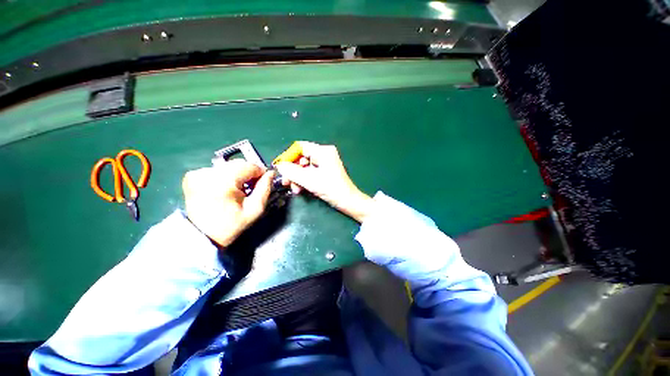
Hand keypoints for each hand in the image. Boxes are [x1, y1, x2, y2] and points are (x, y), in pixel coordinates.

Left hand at [182, 160, 273, 246]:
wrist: (203, 235)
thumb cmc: (232, 224)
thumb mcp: (255, 209)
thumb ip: (265, 188)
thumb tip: (271, 173)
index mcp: (224, 181)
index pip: (250, 166)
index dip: (260, 173)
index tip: (262, 182)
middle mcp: (209, 173)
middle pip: (238, 163)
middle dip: (248, 173)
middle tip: (251, 187)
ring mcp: (198, 173)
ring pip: (228, 165)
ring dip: (237, 174)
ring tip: (238, 189)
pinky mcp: (192, 176)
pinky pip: (217, 169)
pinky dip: (224, 176)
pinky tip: (224, 188)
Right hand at [275, 141, 371, 222]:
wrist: (347, 201)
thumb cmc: (330, 188)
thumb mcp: (308, 179)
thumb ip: (291, 171)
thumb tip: (279, 165)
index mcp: (323, 151)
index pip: (300, 147)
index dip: (288, 156)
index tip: (280, 168)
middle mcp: (324, 154)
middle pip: (301, 158)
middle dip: (292, 171)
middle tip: (285, 182)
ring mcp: (325, 164)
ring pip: (304, 168)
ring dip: (297, 178)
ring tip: (295, 190)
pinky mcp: (325, 172)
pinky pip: (310, 173)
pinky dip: (304, 181)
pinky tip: (300, 190)